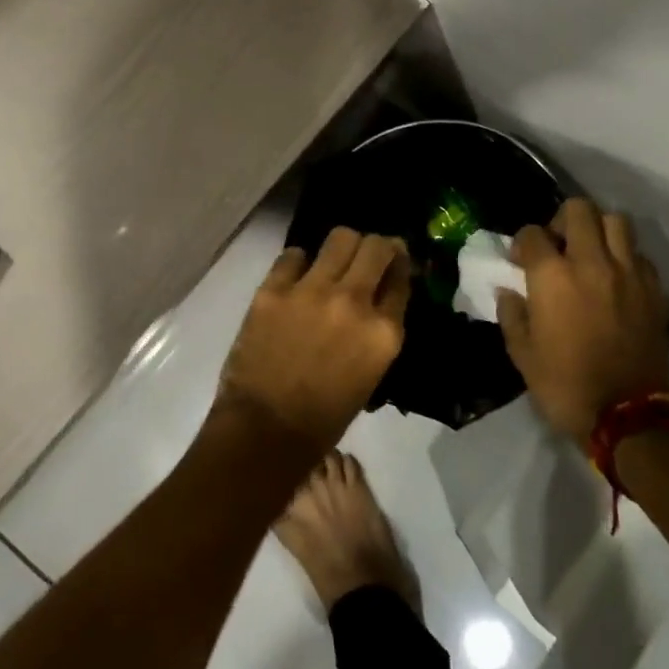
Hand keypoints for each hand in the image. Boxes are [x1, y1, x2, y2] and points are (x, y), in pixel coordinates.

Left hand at [216, 228, 410, 450]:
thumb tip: (378, 299)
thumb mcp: (371, 372)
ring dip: (342, 247)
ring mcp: (312, 291)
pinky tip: (296, 278)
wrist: (266, 430)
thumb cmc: (325, 415)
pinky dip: (298, 263)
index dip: (398, 267)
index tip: (392, 264)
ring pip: (340, 237)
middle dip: (377, 246)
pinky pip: (293, 254)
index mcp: (384, 332)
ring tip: (333, 260)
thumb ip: (379, 329)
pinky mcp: (274, 289)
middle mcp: (354, 302)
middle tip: (367, 255)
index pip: (401, 278)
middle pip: (376, 246)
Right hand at [496, 198, 668, 445]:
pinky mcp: (654, 290)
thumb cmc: (564, 386)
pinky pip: (639, 254)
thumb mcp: (522, 354)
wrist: (627, 417)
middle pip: (578, 210)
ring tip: (590, 254)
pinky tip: (616, 278)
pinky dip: (624, 256)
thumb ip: (512, 314)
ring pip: (616, 221)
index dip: (521, 243)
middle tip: (557, 246)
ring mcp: (628, 274)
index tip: (519, 262)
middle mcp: (591, 263)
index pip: (532, 233)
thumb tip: (509, 291)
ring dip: (598, 230)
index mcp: (552, 277)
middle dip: (561, 220)